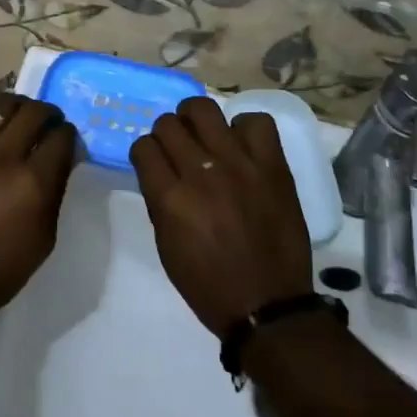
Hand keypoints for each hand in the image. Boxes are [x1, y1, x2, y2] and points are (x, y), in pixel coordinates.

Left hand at [0, 91, 77, 310]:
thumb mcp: (43, 238)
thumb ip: (54, 192)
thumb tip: (59, 161)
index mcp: (33, 181)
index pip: (62, 136)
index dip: (69, 135)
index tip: (66, 142)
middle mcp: (2, 156)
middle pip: (34, 111)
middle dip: (48, 114)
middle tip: (47, 124)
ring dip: (16, 108)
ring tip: (17, 118)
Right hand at [130, 97, 313, 337]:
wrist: (269, 306)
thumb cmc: (209, 285)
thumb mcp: (167, 248)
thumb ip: (159, 202)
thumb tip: (160, 171)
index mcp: (171, 199)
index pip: (144, 147)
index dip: (146, 153)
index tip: (154, 163)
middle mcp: (201, 173)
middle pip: (169, 124)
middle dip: (167, 134)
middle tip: (178, 150)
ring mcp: (240, 165)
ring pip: (205, 110)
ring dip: (196, 119)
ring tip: (204, 134)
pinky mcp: (273, 166)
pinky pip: (256, 122)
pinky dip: (244, 128)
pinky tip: (241, 146)